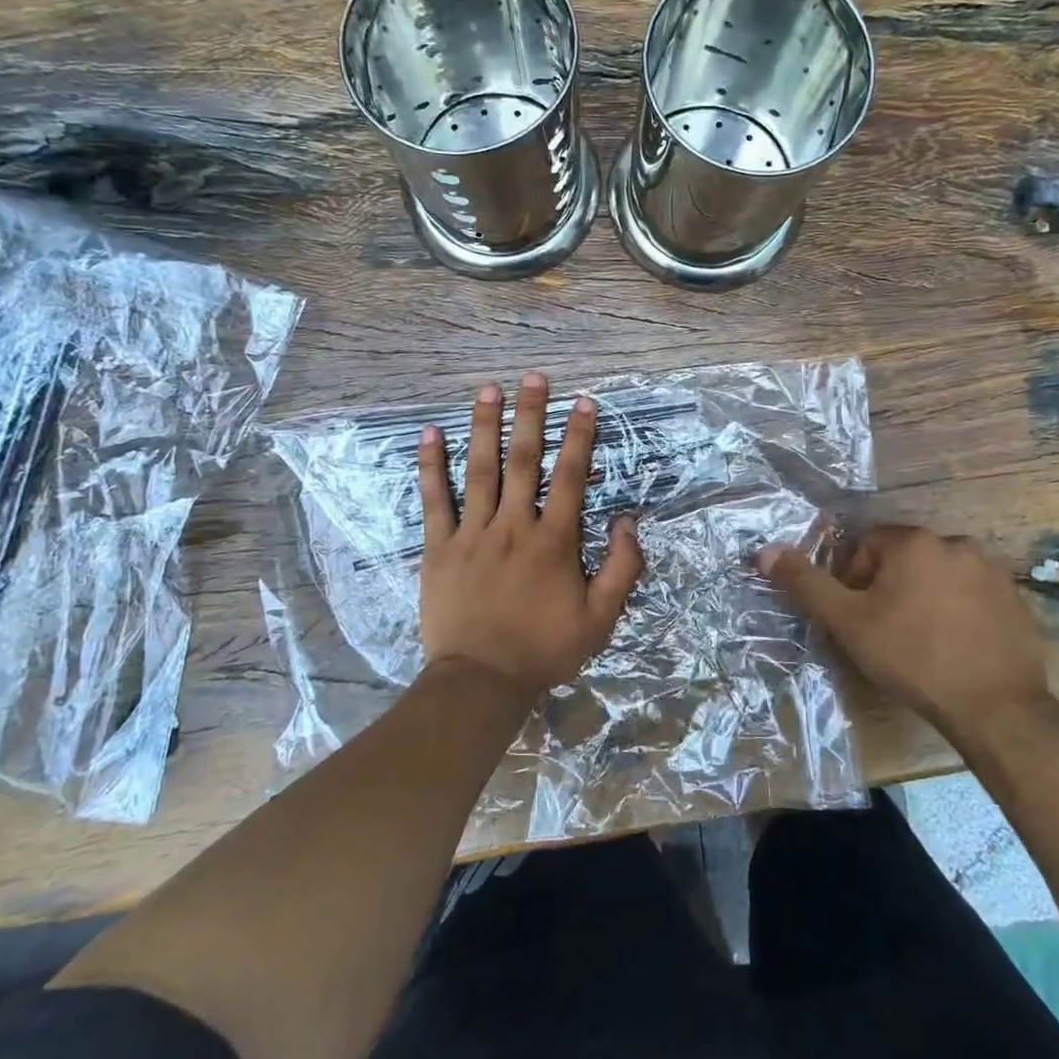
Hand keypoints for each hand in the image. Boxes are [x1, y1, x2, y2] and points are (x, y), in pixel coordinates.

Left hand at [417, 373, 644, 698]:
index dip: (579, 436)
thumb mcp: (601, 619)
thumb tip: (628, 522)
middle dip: (531, 415)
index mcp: (554, 540)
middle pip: (523, 460)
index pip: (571, 476)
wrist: (481, 681)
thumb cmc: (544, 649)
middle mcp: (513, 525)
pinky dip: (431, 466)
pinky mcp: (440, 547)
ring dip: (484, 427)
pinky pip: (435, 500)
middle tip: (533, 378)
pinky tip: (430, 434)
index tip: (583, 402)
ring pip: (479, 470)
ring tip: (488, 390)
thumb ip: (622, 568)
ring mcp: (472, 533)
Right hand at [757, 526, 1050, 749]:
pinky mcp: (1016, 600)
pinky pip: (971, 594)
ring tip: (919, 641)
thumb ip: (805, 583)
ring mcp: (993, 571)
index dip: (852, 581)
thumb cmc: (913, 658)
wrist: (997, 710)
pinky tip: (953, 646)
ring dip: (922, 596)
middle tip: (884, 631)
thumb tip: (764, 551)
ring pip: (937, 575)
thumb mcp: (848, 622)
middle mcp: (956, 543)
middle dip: (887, 588)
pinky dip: (956, 611)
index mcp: (914, 542)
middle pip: (902, 558)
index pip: (865, 546)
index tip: (858, 617)